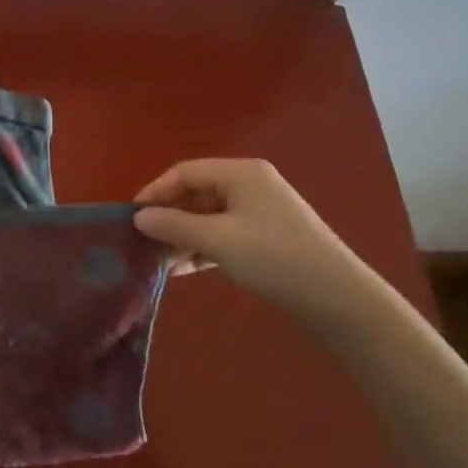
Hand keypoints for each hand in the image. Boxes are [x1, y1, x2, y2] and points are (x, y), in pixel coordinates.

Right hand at [133, 158, 377, 323]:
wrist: (335, 295)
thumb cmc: (272, 256)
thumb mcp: (217, 239)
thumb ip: (174, 225)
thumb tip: (138, 217)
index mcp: (241, 173)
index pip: (186, 172)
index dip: (156, 191)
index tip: (131, 217)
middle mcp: (250, 185)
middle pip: (197, 193)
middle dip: (169, 217)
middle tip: (143, 241)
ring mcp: (261, 211)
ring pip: (209, 217)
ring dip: (184, 236)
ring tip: (160, 261)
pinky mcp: (266, 237)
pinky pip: (224, 234)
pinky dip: (203, 248)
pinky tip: (184, 270)